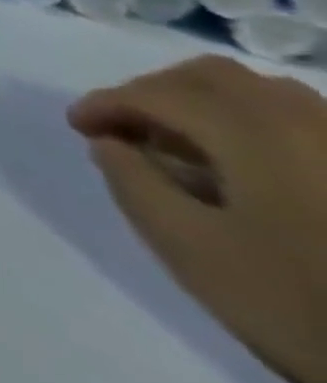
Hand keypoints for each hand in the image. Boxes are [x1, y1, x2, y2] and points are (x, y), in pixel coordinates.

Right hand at [70, 55, 326, 382]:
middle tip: (125, 130)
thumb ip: (134, 184)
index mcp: (252, 132)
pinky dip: (252, 124)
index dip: (104, 104)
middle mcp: (305, 121)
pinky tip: (248, 166)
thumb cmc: (303, 306)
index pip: (154, 94)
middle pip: (210, 77)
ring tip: (184, 147)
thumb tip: (111, 143)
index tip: (77, 128)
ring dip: (203, 104)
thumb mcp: (192, 251)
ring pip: (261, 93)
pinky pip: (301, 121)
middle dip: (153, 93)